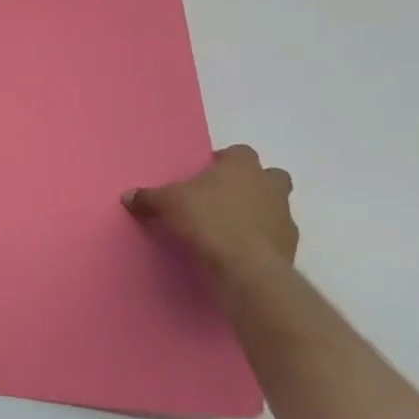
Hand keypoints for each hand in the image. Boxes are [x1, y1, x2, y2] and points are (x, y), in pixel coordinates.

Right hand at [124, 144, 298, 285]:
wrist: (245, 266)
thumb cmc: (207, 220)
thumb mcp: (167, 204)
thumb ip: (148, 197)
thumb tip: (127, 196)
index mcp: (242, 167)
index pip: (240, 152)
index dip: (225, 160)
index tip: (209, 172)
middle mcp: (269, 185)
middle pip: (271, 175)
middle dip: (254, 182)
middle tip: (227, 195)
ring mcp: (284, 215)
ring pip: (277, 205)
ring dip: (260, 211)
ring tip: (232, 225)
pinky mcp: (291, 245)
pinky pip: (276, 235)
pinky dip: (262, 238)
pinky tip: (241, 248)